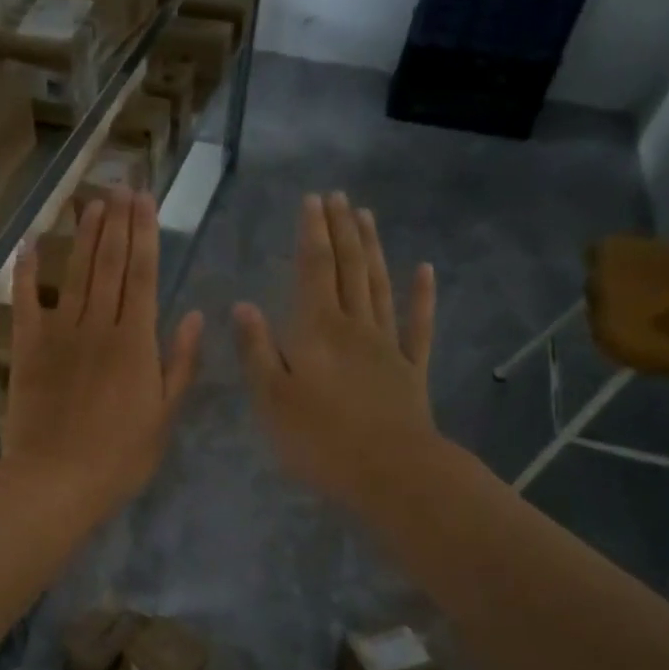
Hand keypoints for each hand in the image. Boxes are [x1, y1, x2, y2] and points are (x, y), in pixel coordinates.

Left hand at [1, 189, 203, 521]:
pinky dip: (28, 271)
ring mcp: (60, 333)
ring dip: (85, 235)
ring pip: (76, 273)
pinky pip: (27, 301)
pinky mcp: (27, 347)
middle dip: (118, 223)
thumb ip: (179, 363)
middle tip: (121, 186)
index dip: (145, 234)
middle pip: (110, 264)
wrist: (56, 480)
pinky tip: (32, 244)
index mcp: (136, 342)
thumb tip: (193, 315)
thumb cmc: (120, 456)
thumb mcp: (164, 415)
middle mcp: (99, 325)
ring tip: (92, 202)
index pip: (144, 275)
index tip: (145, 200)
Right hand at [234, 192, 439, 513]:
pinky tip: (425, 271)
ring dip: (373, 249)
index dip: (312, 233)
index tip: (312, 200)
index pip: (314, 268)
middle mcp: (354, 325)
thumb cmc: (319, 439)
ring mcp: (388, 345)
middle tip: (338, 196)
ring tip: (367, 216)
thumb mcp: (271, 399)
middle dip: (341, 230)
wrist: (390, 472)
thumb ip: (257, 350)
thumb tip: (243, 305)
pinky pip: (418, 325)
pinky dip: (422, 296)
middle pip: (349, 267)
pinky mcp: (411, 369)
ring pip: (379, 285)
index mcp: (317, 329)